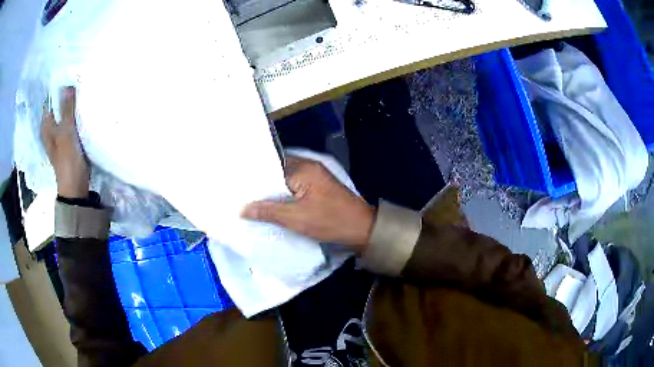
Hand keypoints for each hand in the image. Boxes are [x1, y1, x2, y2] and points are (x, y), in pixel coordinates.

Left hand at [41, 87, 89, 198]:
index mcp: (46, 126)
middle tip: (78, 81)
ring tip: (81, 92)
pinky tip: (82, 109)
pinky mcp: (68, 140)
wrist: (75, 185)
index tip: (69, 77)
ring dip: (71, 106)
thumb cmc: (67, 159)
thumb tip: (67, 85)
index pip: (50, 101)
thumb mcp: (66, 132)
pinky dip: (75, 115)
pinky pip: (70, 122)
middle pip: (58, 107)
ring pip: (65, 114)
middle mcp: (51, 128)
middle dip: (66, 96)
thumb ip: (66, 109)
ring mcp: (59, 134)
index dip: (58, 89)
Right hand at [242, 156, 374, 252]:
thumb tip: (242, 209)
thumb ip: (268, 211)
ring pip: (286, 181)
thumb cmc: (329, 221)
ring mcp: (315, 177)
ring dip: (273, 191)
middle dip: (262, 183)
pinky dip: (284, 195)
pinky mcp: (319, 188)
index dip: (255, 175)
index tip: (238, 183)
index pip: (271, 165)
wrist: (362, 229)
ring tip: (251, 199)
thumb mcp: (296, 218)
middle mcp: (309, 167)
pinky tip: (272, 205)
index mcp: (304, 168)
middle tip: (241, 192)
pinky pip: (295, 188)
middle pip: (278, 172)